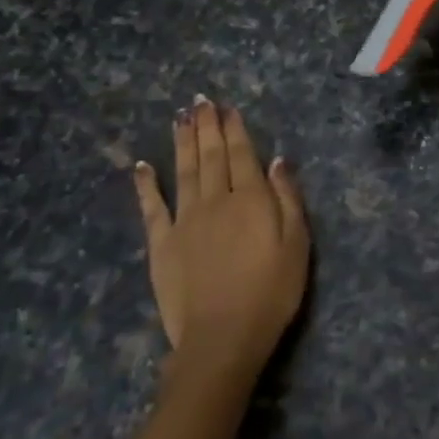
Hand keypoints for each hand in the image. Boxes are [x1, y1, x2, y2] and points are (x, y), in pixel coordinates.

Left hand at [133, 96, 309, 380]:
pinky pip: (152, 207)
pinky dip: (146, 184)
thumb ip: (287, 199)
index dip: (234, 129)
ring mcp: (185, 220)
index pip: (242, 154)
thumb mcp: (297, 245)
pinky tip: (142, 164)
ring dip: (182, 142)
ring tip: (180, 117)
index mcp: (250, 199)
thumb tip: (277, 160)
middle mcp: (215, 200)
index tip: (227, 107)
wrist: (222, 338)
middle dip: (207, 125)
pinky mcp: (161, 243)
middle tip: (200, 101)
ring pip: (183, 171)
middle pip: (211, 155)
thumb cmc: (270, 293)